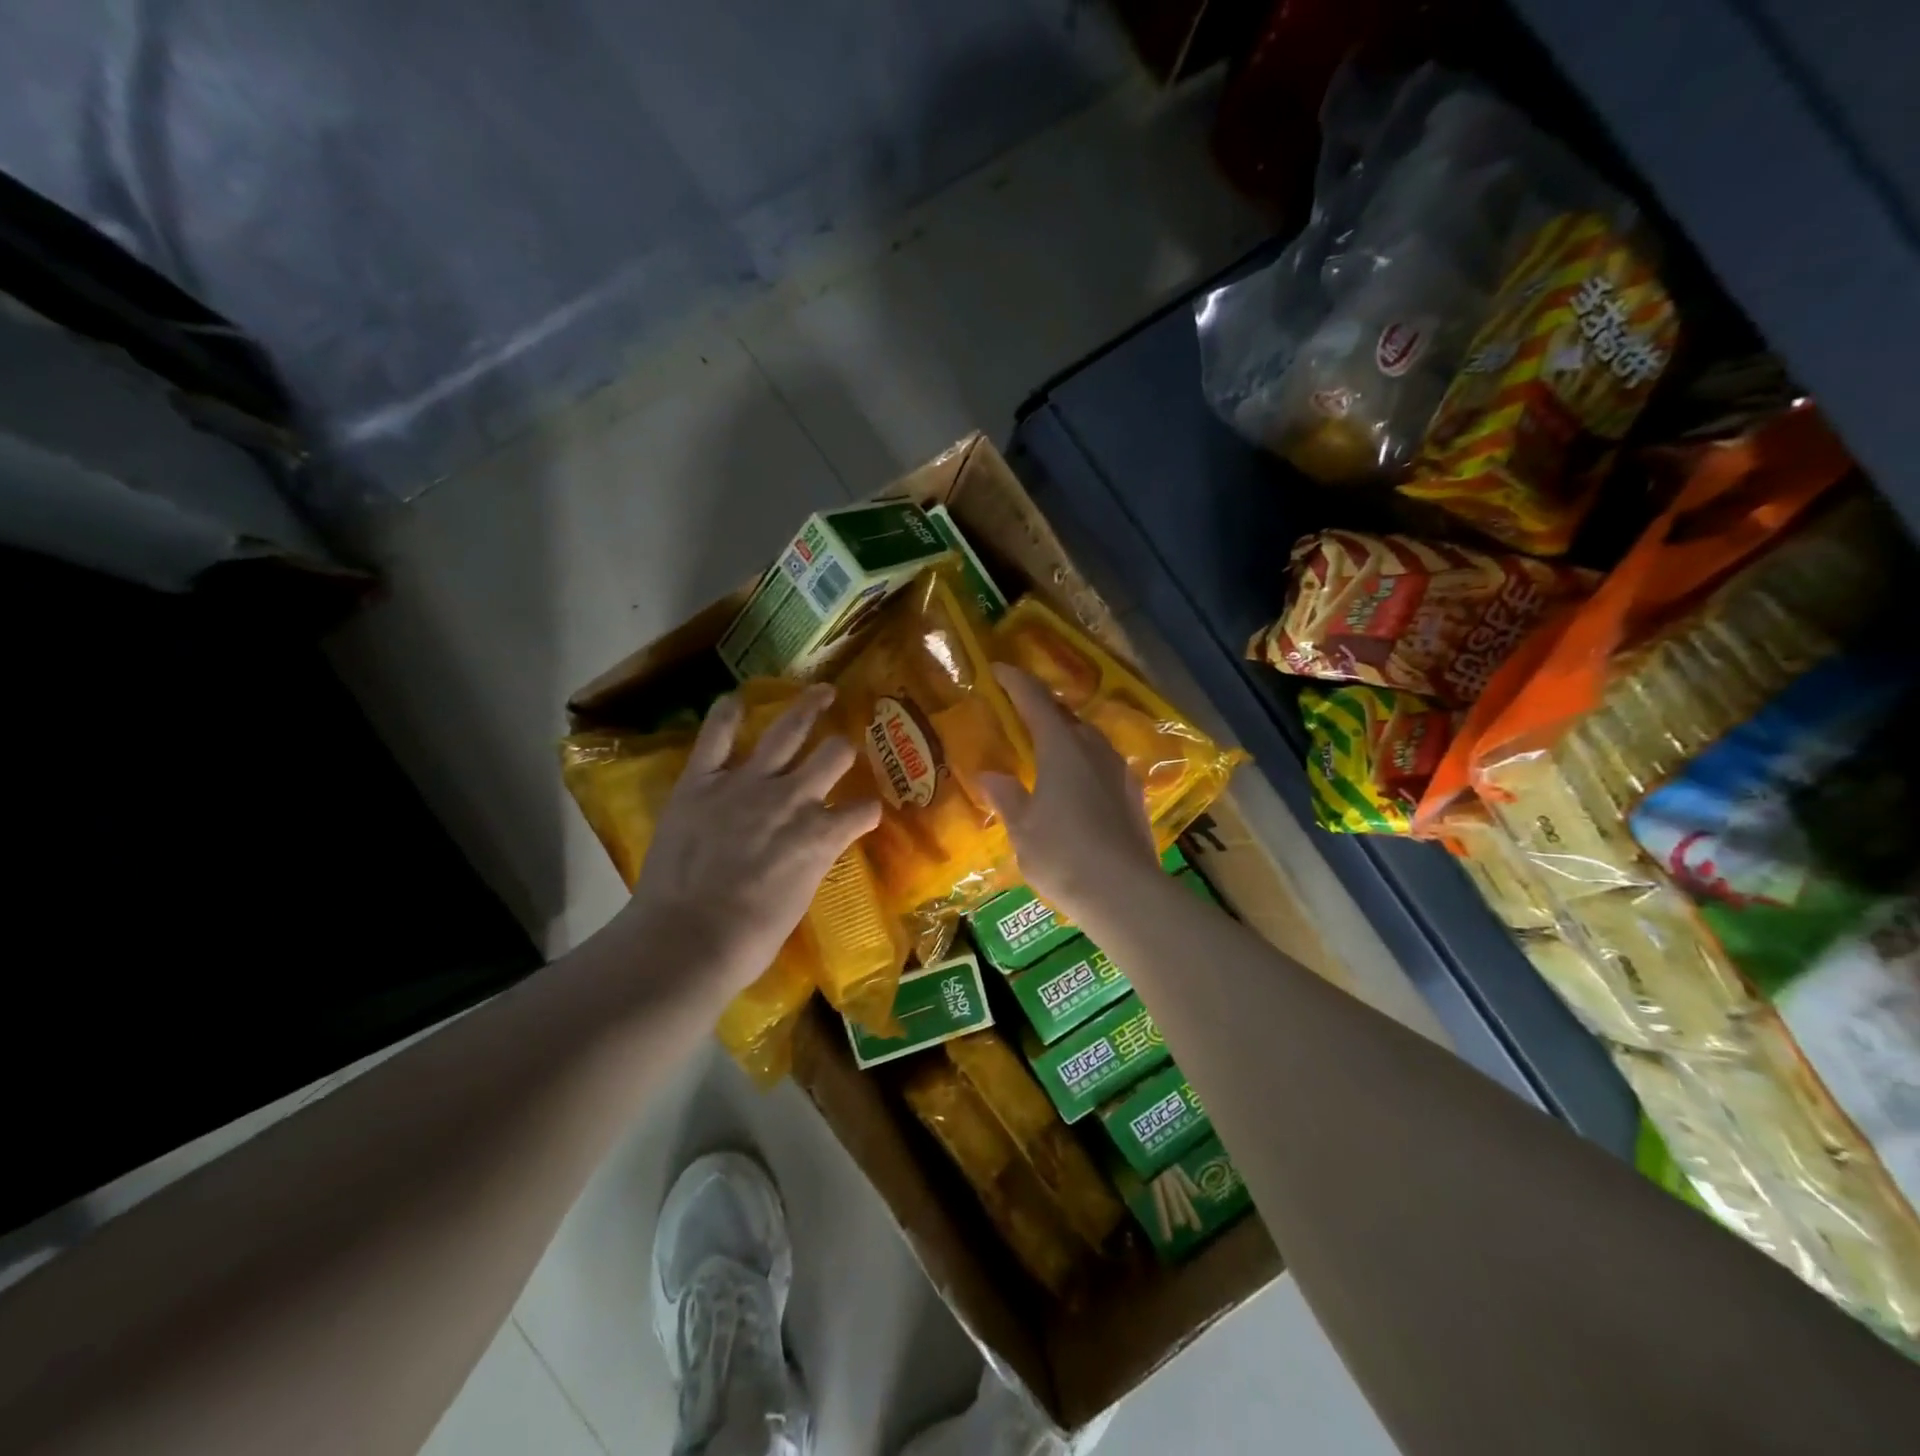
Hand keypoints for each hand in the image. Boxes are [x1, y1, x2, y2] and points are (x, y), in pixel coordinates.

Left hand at [620, 683, 880, 1002]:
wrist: (687, 938)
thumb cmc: (749, 938)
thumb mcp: (800, 899)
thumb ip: (811, 862)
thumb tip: (809, 850)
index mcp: (822, 834)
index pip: (863, 810)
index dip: (868, 809)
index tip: (866, 810)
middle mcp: (794, 798)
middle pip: (835, 754)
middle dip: (844, 749)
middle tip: (842, 745)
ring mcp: (747, 783)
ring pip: (788, 730)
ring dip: (809, 705)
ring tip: (821, 690)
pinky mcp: (702, 780)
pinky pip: (717, 735)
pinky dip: (727, 714)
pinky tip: (737, 699)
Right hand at [978, 664, 1160, 920]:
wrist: (1125, 893)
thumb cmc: (1062, 856)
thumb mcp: (1023, 829)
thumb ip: (1007, 796)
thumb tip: (990, 774)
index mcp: (1061, 748)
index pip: (1035, 701)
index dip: (1016, 683)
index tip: (999, 670)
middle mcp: (1094, 749)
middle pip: (1067, 717)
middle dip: (1044, 710)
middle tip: (1021, 714)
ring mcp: (1120, 772)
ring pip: (1090, 741)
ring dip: (1068, 737)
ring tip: (1049, 752)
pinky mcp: (1134, 796)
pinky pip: (1104, 766)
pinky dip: (1085, 765)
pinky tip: (1078, 787)